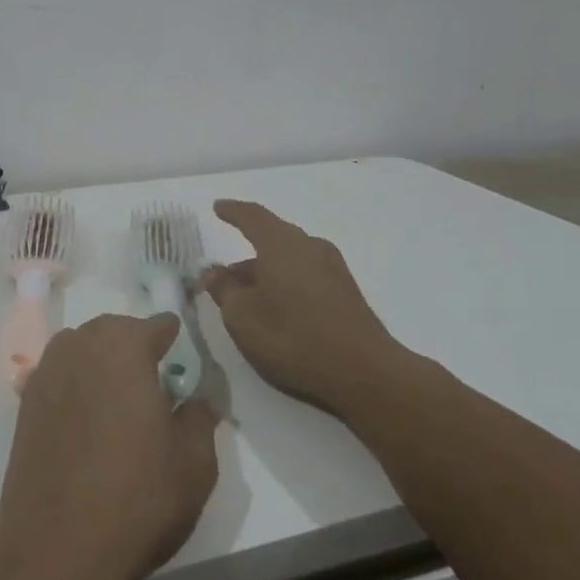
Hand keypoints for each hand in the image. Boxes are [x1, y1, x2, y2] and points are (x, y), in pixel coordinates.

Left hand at [0, 314, 219, 579]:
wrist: (58, 549)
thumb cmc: (138, 497)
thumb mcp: (194, 461)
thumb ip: (200, 417)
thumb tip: (198, 399)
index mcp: (124, 347)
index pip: (156, 325)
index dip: (172, 336)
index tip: (182, 355)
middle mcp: (80, 347)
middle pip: (112, 330)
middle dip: (133, 343)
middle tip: (153, 376)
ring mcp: (46, 374)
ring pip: (79, 349)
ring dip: (100, 360)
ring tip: (118, 395)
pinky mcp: (24, 406)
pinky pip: (57, 377)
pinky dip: (75, 384)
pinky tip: (86, 417)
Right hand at [202, 199, 402, 416]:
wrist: (364, 371)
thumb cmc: (293, 337)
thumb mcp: (242, 317)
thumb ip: (224, 289)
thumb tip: (214, 273)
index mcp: (281, 244)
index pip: (252, 216)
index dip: (232, 211)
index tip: (218, 207)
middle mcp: (309, 246)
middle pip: (272, 238)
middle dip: (245, 253)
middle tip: (223, 274)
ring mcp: (331, 267)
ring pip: (288, 258)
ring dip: (265, 271)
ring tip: (246, 296)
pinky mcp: (345, 290)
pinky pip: (304, 273)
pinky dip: (284, 281)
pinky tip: (277, 306)